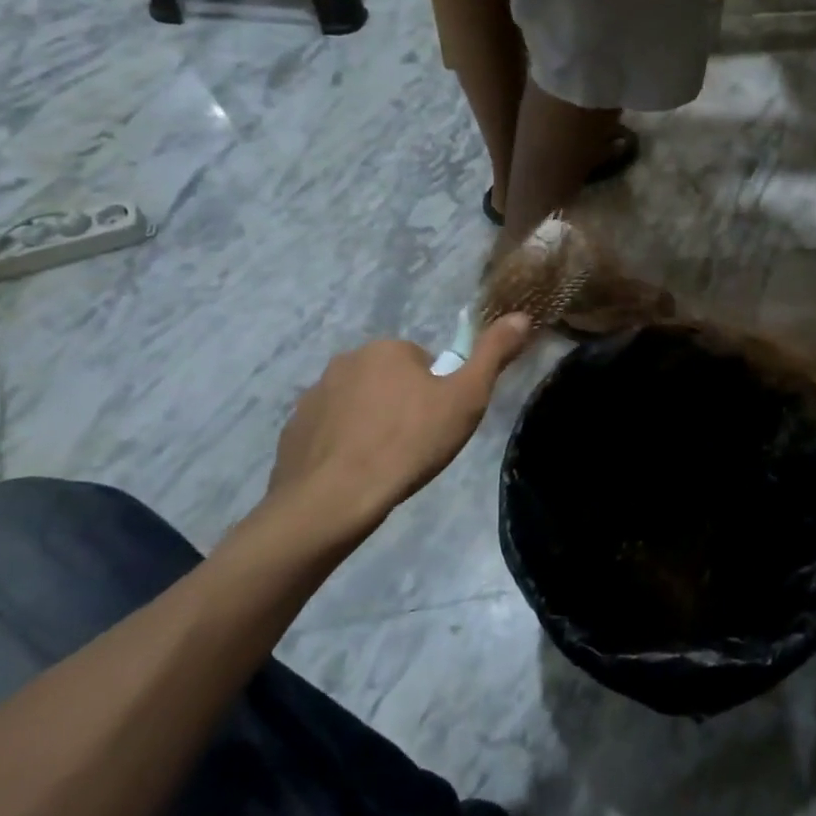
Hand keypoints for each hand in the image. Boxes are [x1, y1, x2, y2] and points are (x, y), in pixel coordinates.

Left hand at [268, 316, 531, 547]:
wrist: (333, 500)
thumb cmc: (409, 443)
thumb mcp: (466, 398)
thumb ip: (494, 354)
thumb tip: (522, 316)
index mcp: (387, 349)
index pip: (423, 363)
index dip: (436, 394)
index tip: (437, 424)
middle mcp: (345, 361)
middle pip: (388, 380)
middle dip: (401, 405)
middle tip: (414, 445)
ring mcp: (313, 396)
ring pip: (357, 405)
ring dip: (370, 424)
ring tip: (383, 464)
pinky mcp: (292, 431)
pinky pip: (328, 431)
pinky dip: (341, 446)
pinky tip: (352, 475)